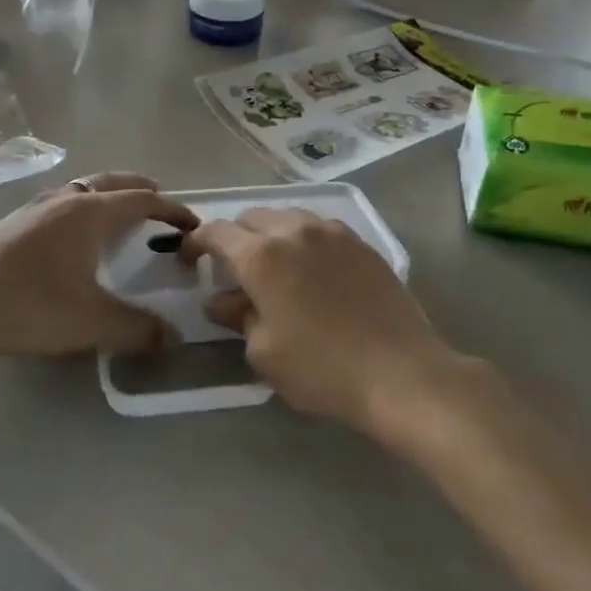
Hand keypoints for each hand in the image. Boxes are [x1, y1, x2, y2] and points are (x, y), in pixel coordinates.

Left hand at [0, 174, 196, 355]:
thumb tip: (172, 336)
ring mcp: (38, 206)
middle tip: (163, 206)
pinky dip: (87, 204)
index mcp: (90, 213)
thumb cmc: (26, 305)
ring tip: (124, 216)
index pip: (144, 200)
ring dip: (112, 194)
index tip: (193, 225)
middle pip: (115, 181)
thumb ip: (136, 328)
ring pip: (86, 187)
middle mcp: (67, 198)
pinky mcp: (17, 219)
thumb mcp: (88, 323)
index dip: (173, 210)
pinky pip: (66, 199)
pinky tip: (78, 233)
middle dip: (143, 190)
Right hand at [184, 209, 450, 432]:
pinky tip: (310, 269)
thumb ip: (237, 317)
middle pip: (252, 218)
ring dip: (270, 234)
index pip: (217, 233)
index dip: (196, 243)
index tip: (189, 260)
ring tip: (272, 266)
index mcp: (262, 255)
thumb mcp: (264, 352)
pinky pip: (320, 229)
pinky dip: (303, 240)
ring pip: (288, 218)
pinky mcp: (361, 244)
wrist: (401, 371)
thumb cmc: (322, 368)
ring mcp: (332, 233)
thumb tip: (221, 301)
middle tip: (232, 269)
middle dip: (234, 237)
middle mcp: (294, 231)